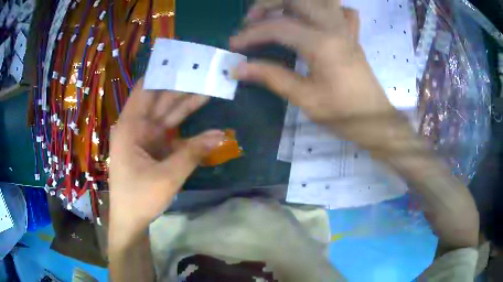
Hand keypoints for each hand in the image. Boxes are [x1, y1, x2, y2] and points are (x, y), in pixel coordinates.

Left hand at [108, 79, 224, 248]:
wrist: (131, 220)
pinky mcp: (154, 150)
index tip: (181, 60)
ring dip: (186, 104)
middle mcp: (137, 127)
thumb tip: (223, 135)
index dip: (161, 72)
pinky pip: (172, 134)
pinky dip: (187, 130)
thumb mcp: (167, 176)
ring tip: (208, 88)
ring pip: (167, 115)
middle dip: (181, 86)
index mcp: (130, 127)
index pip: (144, 89)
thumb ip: (193, 153)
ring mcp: (146, 139)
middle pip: (160, 99)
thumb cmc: (139, 197)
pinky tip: (205, 126)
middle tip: (203, 72)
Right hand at [231, 0, 410, 150]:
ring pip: (320, 0)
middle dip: (268, 4)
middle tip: (252, 20)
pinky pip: (341, 10)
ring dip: (294, 3)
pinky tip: (314, 19)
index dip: (251, 34)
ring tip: (277, 14)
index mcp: (322, 44)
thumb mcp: (306, 99)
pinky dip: (326, 8)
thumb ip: (272, 77)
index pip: (278, 27)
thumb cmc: (344, 114)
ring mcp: (345, 29)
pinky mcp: (351, 35)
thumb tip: (238, 68)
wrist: (376, 121)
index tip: (233, 46)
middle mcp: (334, 28)